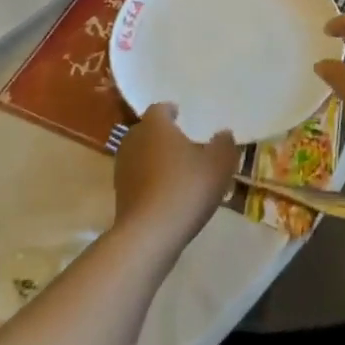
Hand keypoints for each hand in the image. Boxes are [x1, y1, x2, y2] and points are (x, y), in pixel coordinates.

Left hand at [113, 104, 238, 253]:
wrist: (149, 235)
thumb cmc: (186, 187)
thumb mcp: (219, 163)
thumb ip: (224, 144)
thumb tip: (223, 134)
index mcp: (155, 125)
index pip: (160, 109)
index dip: (171, 111)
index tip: (182, 116)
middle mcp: (134, 140)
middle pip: (147, 130)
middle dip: (162, 135)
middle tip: (182, 143)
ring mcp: (122, 169)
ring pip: (140, 155)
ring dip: (154, 159)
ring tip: (175, 170)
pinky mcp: (119, 195)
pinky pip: (137, 179)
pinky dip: (149, 181)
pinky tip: (166, 193)